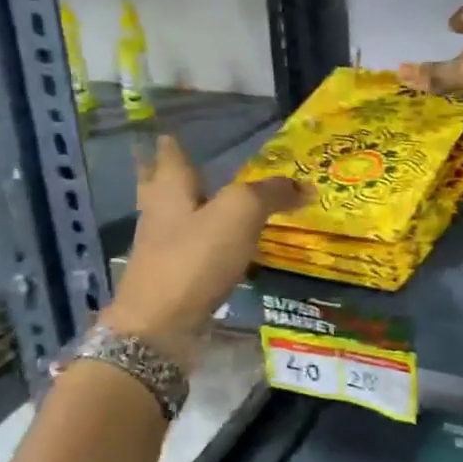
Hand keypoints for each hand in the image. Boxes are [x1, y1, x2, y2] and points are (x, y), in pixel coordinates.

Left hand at [102, 136, 304, 371]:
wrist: (158, 329)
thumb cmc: (194, 258)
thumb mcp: (241, 214)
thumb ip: (271, 194)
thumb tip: (304, 185)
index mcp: (170, 189)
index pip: (170, 156)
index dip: (172, 144)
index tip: (171, 132)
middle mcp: (159, 214)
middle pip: (159, 186)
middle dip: (166, 174)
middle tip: (181, 164)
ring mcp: (159, 250)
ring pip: (171, 219)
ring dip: (185, 209)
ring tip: (207, 203)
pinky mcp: (169, 281)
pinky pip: (185, 251)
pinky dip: (198, 244)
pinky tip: (215, 249)